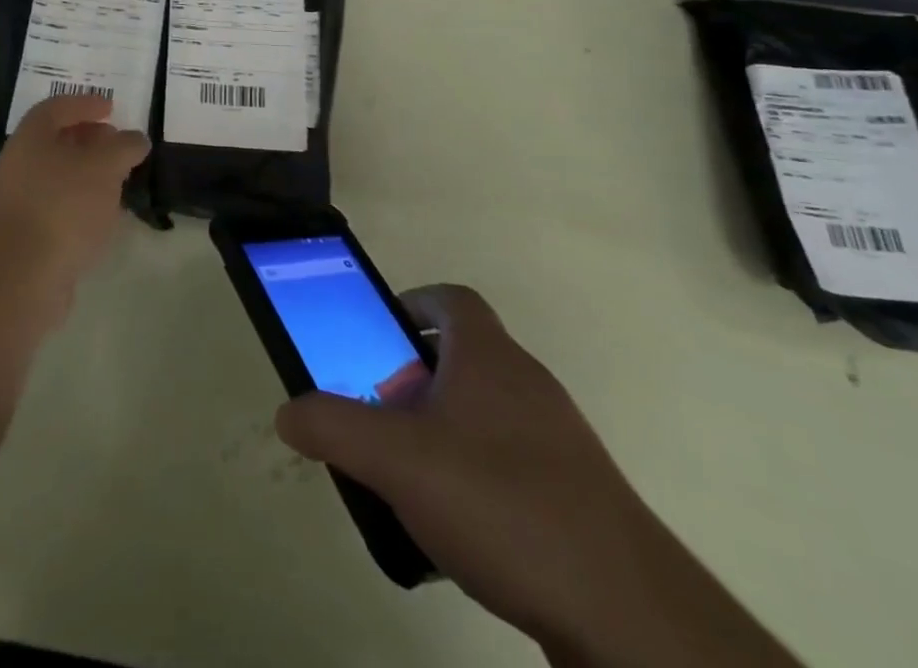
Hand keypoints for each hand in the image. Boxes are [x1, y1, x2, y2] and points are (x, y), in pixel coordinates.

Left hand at [0, 93, 149, 310]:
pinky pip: (54, 205)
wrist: (23, 275)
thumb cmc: (64, 206)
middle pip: (54, 140)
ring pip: (55, 175)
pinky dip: (78, 201)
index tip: (111, 108)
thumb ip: (123, 147)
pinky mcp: (23, 234)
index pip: (56, 107)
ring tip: (116, 180)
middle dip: (87, 138)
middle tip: (116, 143)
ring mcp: (17, 200)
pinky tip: (100, 215)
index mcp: (30, 137)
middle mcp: (17, 163)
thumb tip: (136, 139)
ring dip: (84, 172)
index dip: (85, 103)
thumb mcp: (104, 167)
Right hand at [275, 286, 799, 667]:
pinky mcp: (578, 498)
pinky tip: (458, 529)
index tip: (377, 337)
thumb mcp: (395, 459)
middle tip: (378, 414)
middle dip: (413, 378)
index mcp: (489, 356)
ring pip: (485, 413)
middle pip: (462, 357)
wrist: (629, 617)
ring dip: (443, 431)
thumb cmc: (502, 503)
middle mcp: (527, 384)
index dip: (410, 305)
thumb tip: (288, 412)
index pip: (450, 299)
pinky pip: (512, 465)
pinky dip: (477, 478)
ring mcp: (559, 442)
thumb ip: (332, 427)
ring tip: (409, 476)